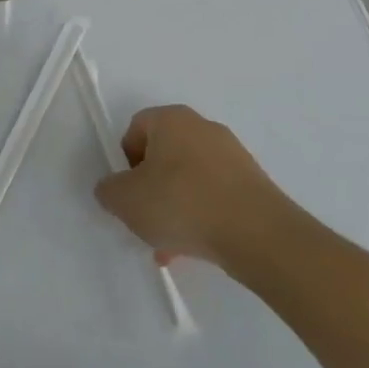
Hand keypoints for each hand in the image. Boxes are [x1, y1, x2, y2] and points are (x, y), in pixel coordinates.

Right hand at [93, 105, 300, 273]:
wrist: (260, 236)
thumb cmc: (182, 204)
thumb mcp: (125, 200)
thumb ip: (108, 191)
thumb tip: (114, 190)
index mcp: (171, 119)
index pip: (136, 129)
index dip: (125, 162)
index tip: (128, 193)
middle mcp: (203, 127)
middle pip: (163, 156)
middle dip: (150, 189)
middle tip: (146, 221)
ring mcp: (233, 155)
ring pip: (189, 180)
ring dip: (175, 208)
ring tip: (170, 246)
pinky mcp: (254, 184)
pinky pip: (215, 196)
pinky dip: (202, 217)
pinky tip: (197, 248)